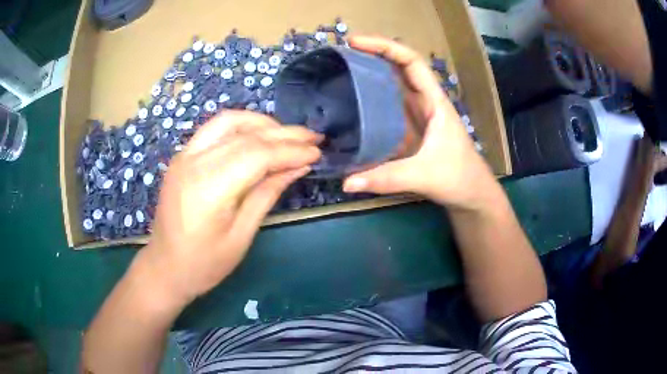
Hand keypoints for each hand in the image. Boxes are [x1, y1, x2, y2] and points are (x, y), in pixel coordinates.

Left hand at [140, 111, 320, 304]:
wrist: (165, 267)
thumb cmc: (204, 264)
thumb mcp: (241, 236)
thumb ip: (267, 194)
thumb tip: (298, 167)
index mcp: (209, 188)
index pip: (258, 155)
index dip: (291, 151)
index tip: (316, 153)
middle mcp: (194, 162)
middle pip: (246, 135)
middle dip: (284, 134)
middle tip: (313, 138)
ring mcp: (185, 155)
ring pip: (229, 122)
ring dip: (262, 124)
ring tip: (287, 135)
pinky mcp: (182, 156)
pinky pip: (214, 129)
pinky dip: (241, 126)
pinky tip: (257, 135)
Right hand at [343, 36, 498, 209]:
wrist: (471, 195)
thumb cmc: (459, 178)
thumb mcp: (424, 175)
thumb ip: (387, 179)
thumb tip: (347, 182)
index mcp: (434, 102)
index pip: (411, 62)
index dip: (385, 47)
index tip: (355, 42)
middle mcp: (425, 103)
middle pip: (398, 68)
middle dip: (372, 56)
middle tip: (340, 55)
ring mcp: (417, 116)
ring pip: (392, 87)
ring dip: (369, 75)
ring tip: (340, 72)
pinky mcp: (410, 131)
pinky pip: (388, 108)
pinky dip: (370, 101)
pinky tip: (351, 104)